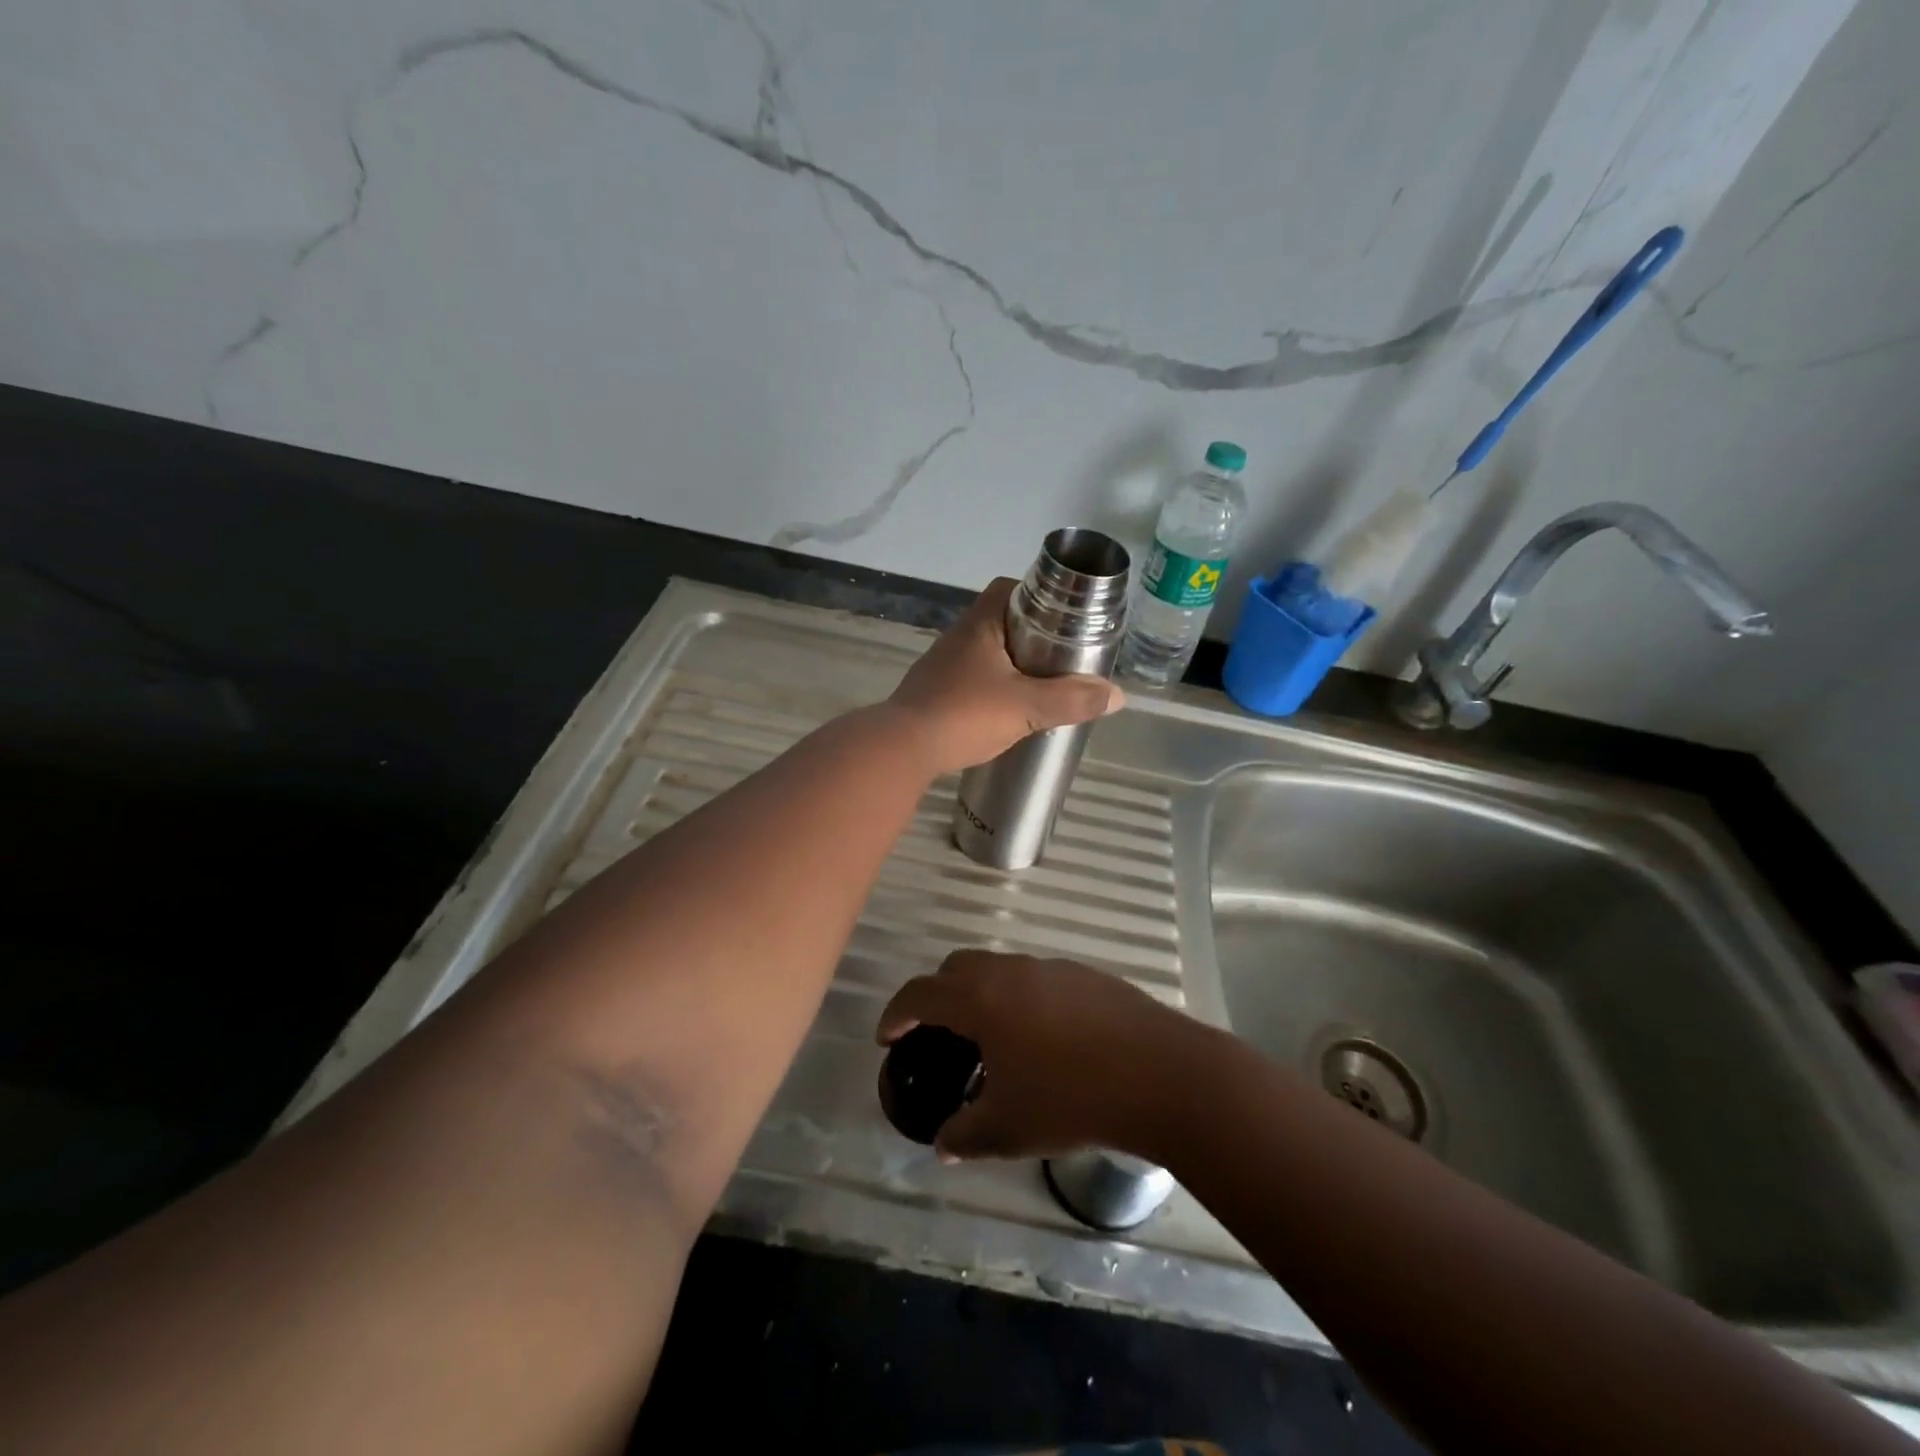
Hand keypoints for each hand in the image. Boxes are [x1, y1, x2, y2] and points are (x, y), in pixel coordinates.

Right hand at [876, 949, 1203, 1160]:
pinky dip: (1021, 999)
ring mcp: (1052, 967)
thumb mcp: (1008, 1130)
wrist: (1162, 1074)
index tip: (888, 1037)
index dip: (897, 1014)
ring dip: (982, 995)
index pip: (920, 994)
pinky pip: (1037, 979)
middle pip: (956, 968)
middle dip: (937, 996)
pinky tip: (1043, 1039)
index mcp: (981, 998)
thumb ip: (964, 1135)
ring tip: (991, 1040)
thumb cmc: (1072, 1099)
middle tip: (937, 1034)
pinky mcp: (1087, 975)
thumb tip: (943, 1144)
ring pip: (999, 969)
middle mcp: (1011, 970)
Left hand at [888, 578, 1122, 775]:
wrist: (902, 749)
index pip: (1008, 589)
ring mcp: (942, 666)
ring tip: (1041, 683)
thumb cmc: (964, 714)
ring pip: (985, 653)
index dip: (1037, 595)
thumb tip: (1116, 695)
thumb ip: (1071, 700)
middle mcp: (958, 638)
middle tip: (1061, 654)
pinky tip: (1007, 709)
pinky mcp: (934, 693)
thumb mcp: (1026, 707)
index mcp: (980, 626)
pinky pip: (971, 679)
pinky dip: (992, 687)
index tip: (1063, 614)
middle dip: (1031, 634)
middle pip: (1000, 622)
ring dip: (1011, 664)